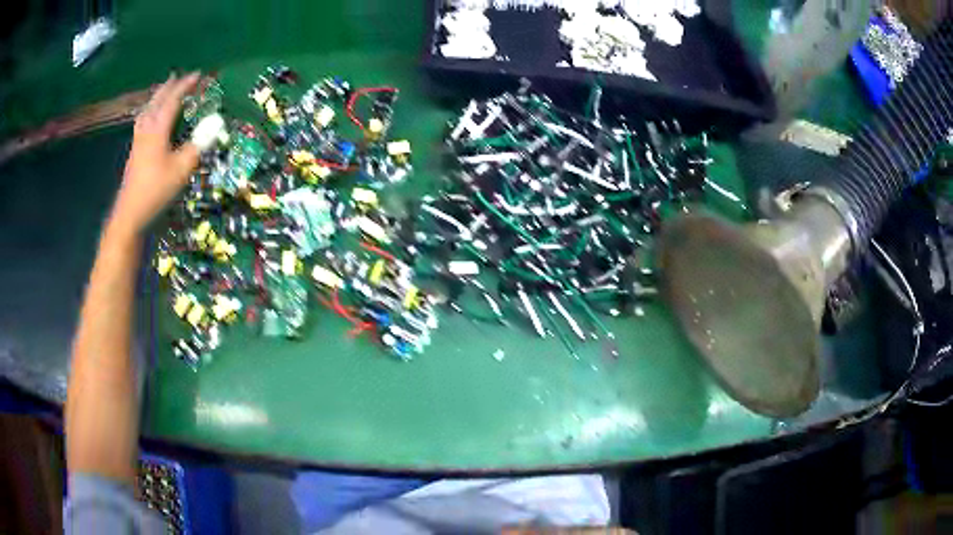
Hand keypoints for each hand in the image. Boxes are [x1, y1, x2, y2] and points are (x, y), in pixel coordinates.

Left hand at [109, 72, 201, 236]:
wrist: (130, 214)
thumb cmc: (156, 190)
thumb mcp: (181, 169)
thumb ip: (198, 145)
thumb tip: (216, 124)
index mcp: (158, 129)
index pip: (173, 100)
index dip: (186, 85)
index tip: (199, 75)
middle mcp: (146, 129)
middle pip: (157, 101)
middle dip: (169, 87)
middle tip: (179, 77)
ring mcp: (138, 141)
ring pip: (147, 111)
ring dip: (157, 98)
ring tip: (163, 92)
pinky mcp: (134, 152)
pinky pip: (142, 122)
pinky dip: (149, 112)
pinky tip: (150, 118)